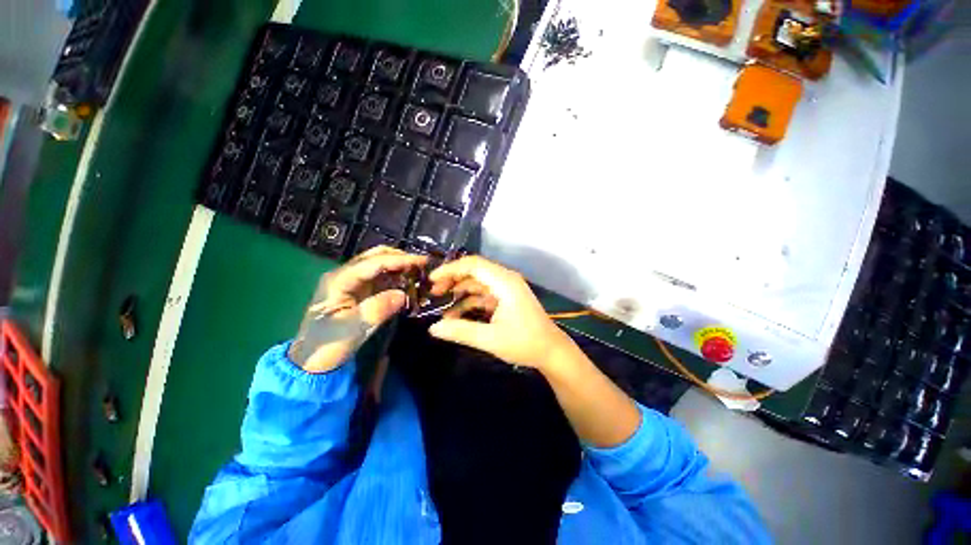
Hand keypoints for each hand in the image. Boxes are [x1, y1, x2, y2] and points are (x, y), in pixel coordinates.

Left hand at [290, 246, 427, 372]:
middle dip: (399, 258)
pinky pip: (380, 279)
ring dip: (398, 267)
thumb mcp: (354, 328)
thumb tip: (403, 294)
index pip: (373, 263)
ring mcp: (352, 283)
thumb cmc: (328, 344)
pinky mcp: (358, 292)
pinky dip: (395, 278)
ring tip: (419, 272)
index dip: (399, 260)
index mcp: (339, 280)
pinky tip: (408, 282)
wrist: (312, 362)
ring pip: (378, 266)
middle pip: (375, 257)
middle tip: (422, 265)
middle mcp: (345, 275)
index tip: (422, 261)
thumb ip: (378, 308)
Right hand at [427, 256, 576, 369]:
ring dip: (460, 291)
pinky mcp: (506, 298)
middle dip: (453, 279)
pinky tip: (456, 314)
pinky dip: (470, 301)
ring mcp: (506, 288)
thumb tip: (433, 328)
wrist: (551, 351)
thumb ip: (461, 331)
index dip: (451, 269)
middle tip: (434, 292)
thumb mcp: (490, 339)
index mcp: (505, 282)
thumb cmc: (524, 343)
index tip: (432, 279)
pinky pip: (484, 294)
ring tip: (440, 302)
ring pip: (478, 283)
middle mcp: (506, 279)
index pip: (473, 265)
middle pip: (474, 271)